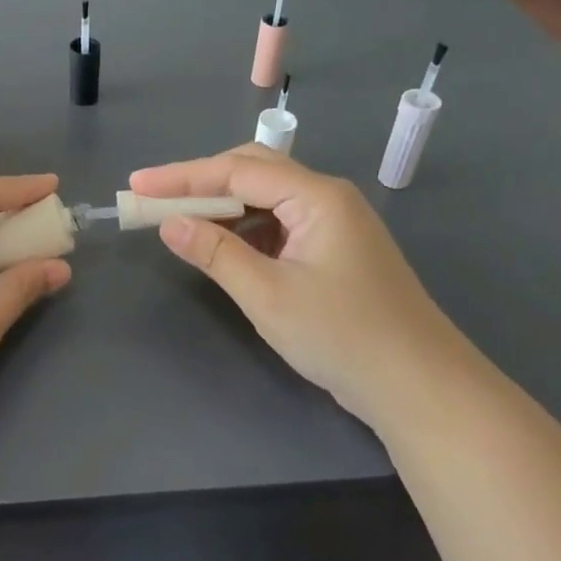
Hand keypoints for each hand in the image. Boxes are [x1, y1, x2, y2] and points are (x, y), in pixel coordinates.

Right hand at [130, 145, 484, 428]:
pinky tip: (223, 245)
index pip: (237, 170)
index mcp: (317, 197)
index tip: (137, 185)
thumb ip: (215, 254)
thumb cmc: (344, 338)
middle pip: (253, 170)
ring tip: (179, 220)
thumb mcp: (269, 296)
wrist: (422, 389)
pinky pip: (279, 222)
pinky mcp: (334, 249)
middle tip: (154, 198)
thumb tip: (168, 223)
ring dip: (221, 205)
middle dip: (200, 182)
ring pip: (266, 196)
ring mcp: (334, 223)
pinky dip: (244, 228)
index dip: (181, 176)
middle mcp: (327, 198)